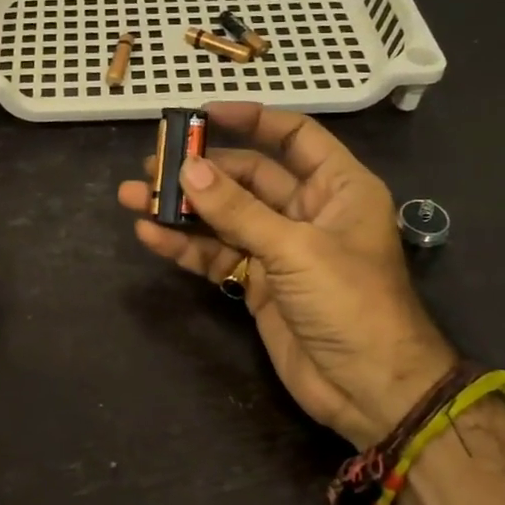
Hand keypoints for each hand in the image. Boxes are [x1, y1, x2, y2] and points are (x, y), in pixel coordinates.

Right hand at [117, 103, 453, 448]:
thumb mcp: (295, 249)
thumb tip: (187, 169)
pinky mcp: (257, 283)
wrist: (370, 390)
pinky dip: (186, 246)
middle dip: (200, 170)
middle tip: (152, 162)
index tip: (204, 114)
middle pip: (247, 176)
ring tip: (133, 195)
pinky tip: (150, 235)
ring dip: (182, 208)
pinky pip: (217, 254)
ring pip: (224, 217)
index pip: (294, 136)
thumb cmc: (351, 303)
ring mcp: (279, 248)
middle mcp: (307, 210)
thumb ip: (238, 210)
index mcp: (337, 187)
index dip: (251, 120)